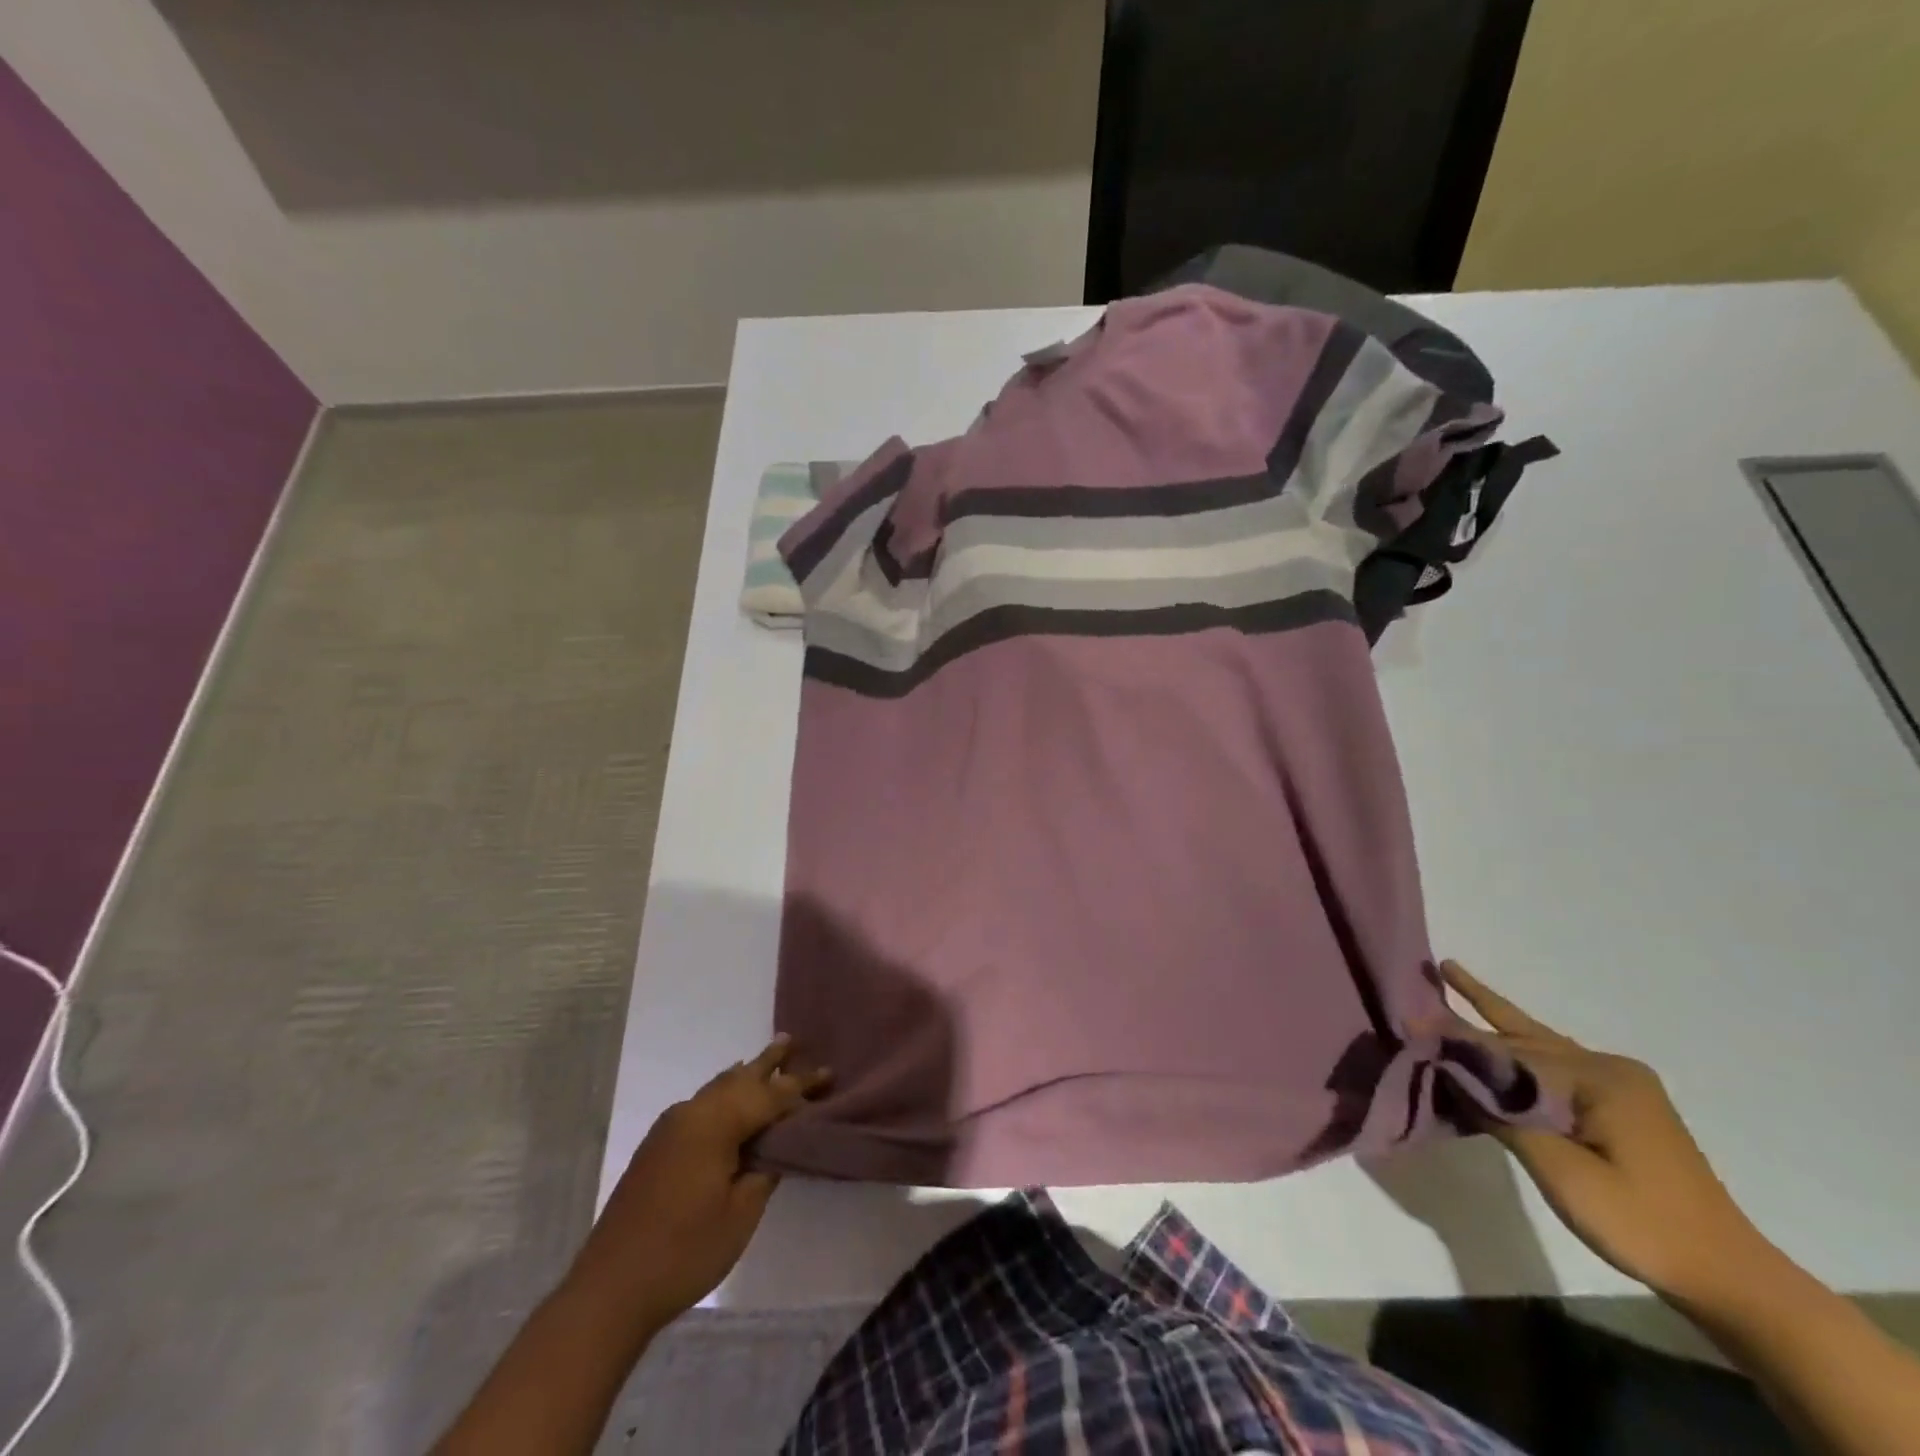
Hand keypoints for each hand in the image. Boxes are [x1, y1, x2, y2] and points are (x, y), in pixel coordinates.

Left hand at [569, 1035, 829, 1332]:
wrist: (610, 1291)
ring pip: (718, 1087)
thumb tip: (776, 1144)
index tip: (829, 1074)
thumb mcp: (741, 1213)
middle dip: (770, 1063)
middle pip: (740, 1078)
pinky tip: (730, 1094)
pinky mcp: (658, 1146)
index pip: (769, 1095)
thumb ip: (764, 1168)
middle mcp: (691, 1113)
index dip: (801, 1087)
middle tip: (794, 1042)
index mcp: (715, 1123)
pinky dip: (725, 1093)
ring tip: (768, 1058)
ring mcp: (670, 1128)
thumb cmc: (685, 1252)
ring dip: (746, 1075)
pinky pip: (702, 1103)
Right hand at [1438, 960, 1768, 1305]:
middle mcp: (1609, 1069)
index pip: (1509, 1051)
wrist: (1730, 1279)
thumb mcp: (1562, 1173)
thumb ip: (1502, 1114)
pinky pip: (1557, 1068)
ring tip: (1458, 980)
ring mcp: (1621, 1087)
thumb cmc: (1641, 1224)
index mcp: (1599, 1078)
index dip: (1457, 1037)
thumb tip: (1447, 1068)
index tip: (1410, 1017)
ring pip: (1541, 1045)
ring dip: (1498, 1022)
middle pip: (1526, 1034)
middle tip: (1440, 967)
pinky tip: (1503, 1048)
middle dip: (1477, 1006)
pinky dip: (1520, 1054)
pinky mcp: (1623, 1107)